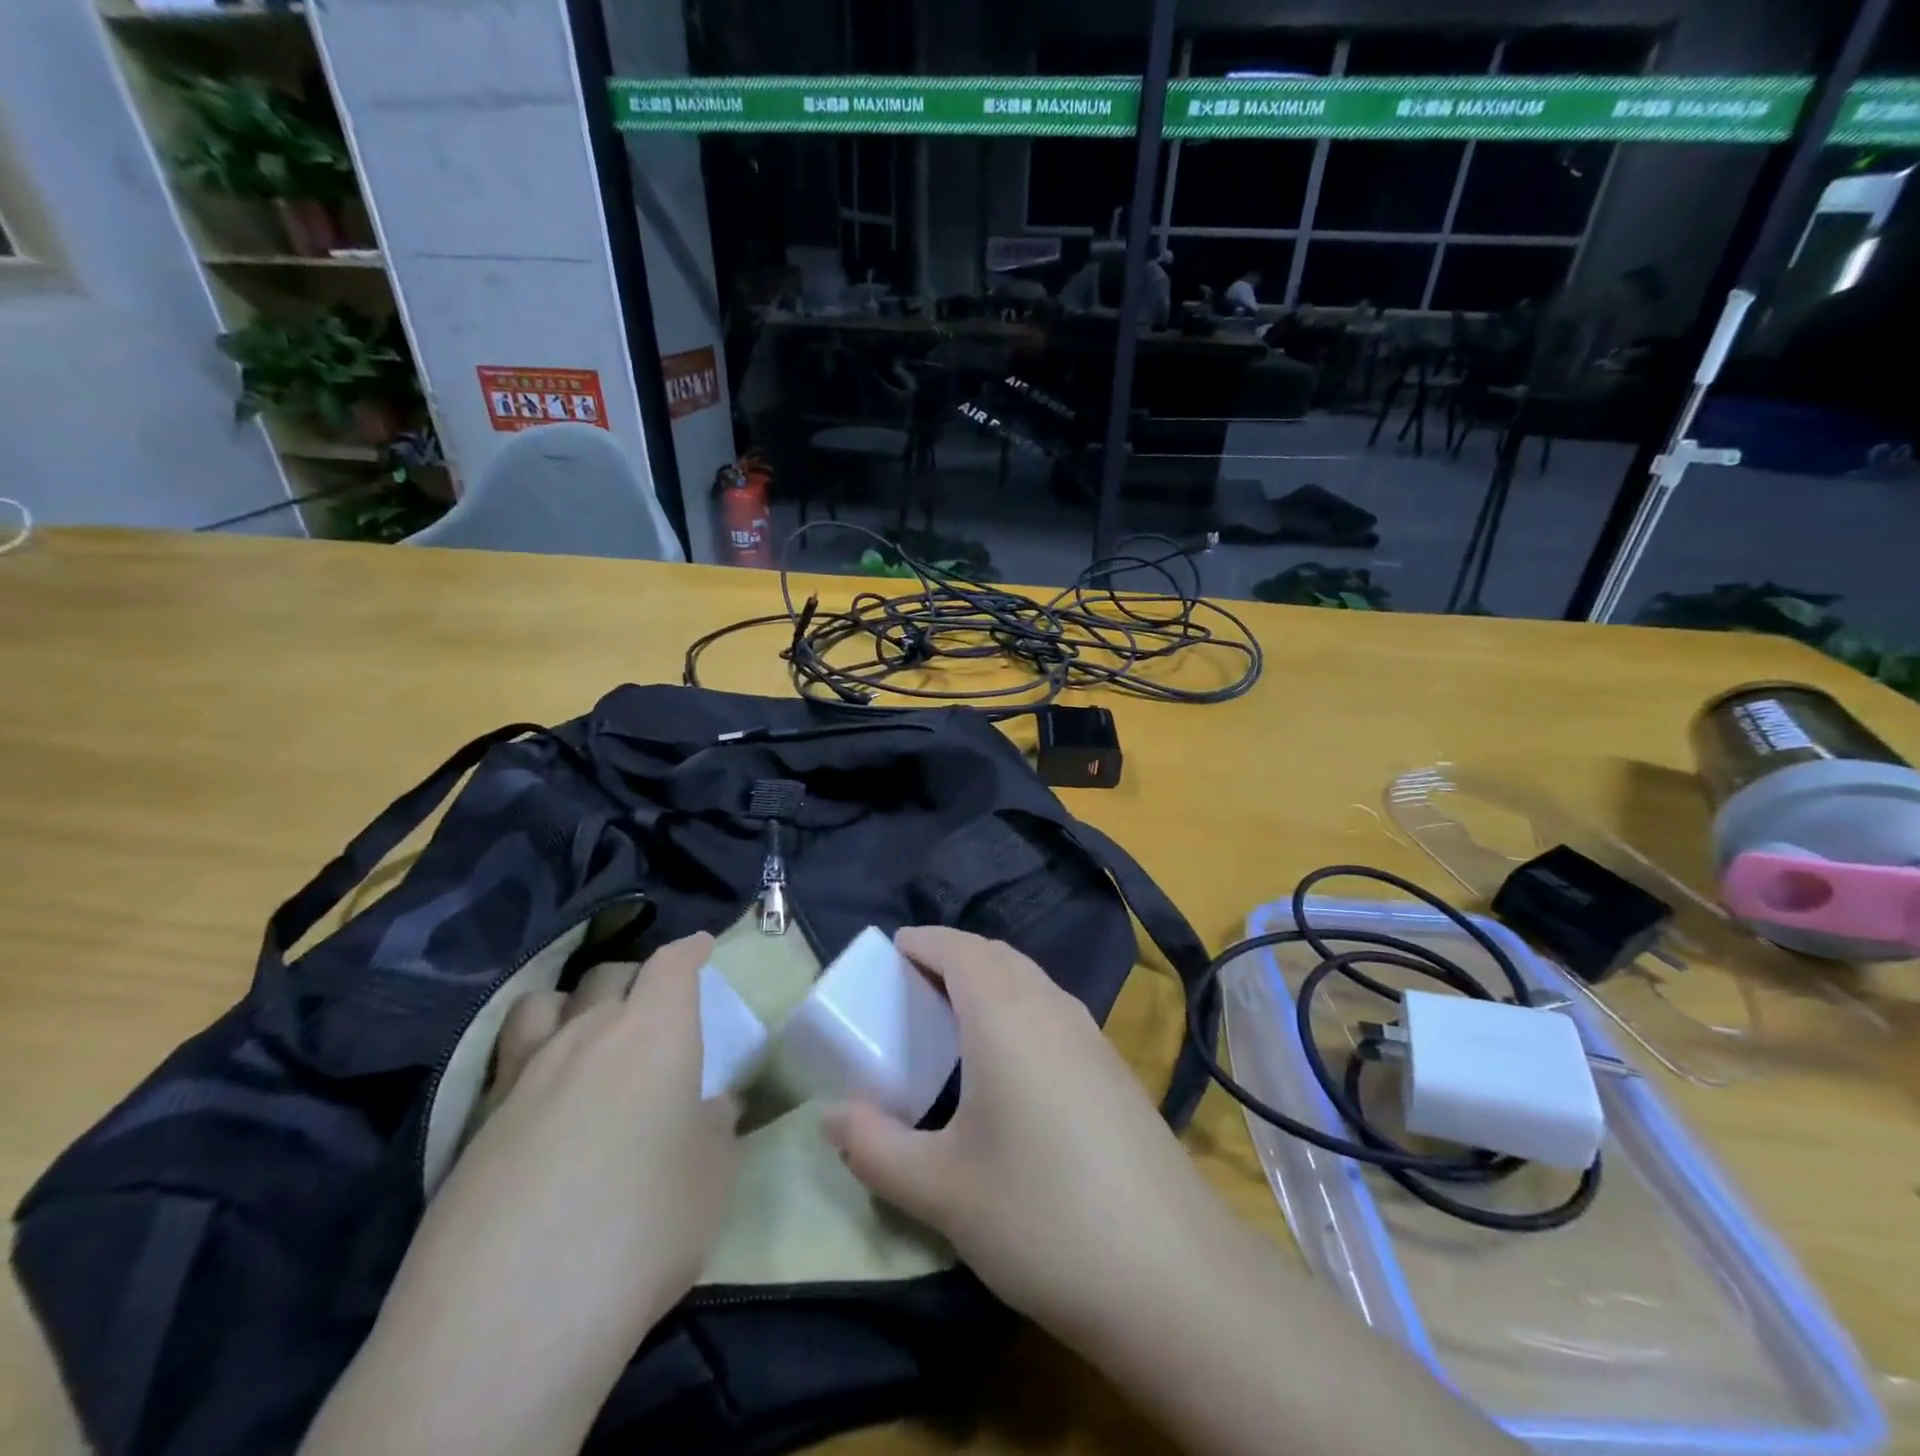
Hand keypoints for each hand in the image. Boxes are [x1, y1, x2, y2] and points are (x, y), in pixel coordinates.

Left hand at [386, 931, 737, 1352]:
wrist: (508, 1318)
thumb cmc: (642, 1226)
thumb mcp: (711, 1178)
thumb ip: (715, 1129)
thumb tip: (713, 1107)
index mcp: (653, 1033)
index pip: (672, 964)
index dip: (690, 950)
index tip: (702, 946)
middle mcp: (586, 1035)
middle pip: (608, 973)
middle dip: (636, 976)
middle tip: (653, 1002)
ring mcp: (522, 1076)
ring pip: (544, 1004)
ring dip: (571, 1003)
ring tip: (583, 1030)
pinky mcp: (474, 1125)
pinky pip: (507, 1059)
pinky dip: (531, 1055)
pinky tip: (541, 1098)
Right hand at [823, 927, 1239, 1344]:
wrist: (1172, 1272)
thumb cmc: (1041, 1216)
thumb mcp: (940, 1189)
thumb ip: (874, 1148)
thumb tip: (831, 1117)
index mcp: (1004, 1015)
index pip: (958, 948)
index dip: (923, 941)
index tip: (891, 952)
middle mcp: (1051, 1007)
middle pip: (995, 956)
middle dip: (952, 957)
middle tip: (912, 989)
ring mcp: (1091, 1035)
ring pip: (1030, 980)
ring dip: (989, 981)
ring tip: (954, 1022)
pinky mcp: (1113, 1067)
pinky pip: (1053, 1009)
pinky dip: (1019, 1007)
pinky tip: (1010, 1066)